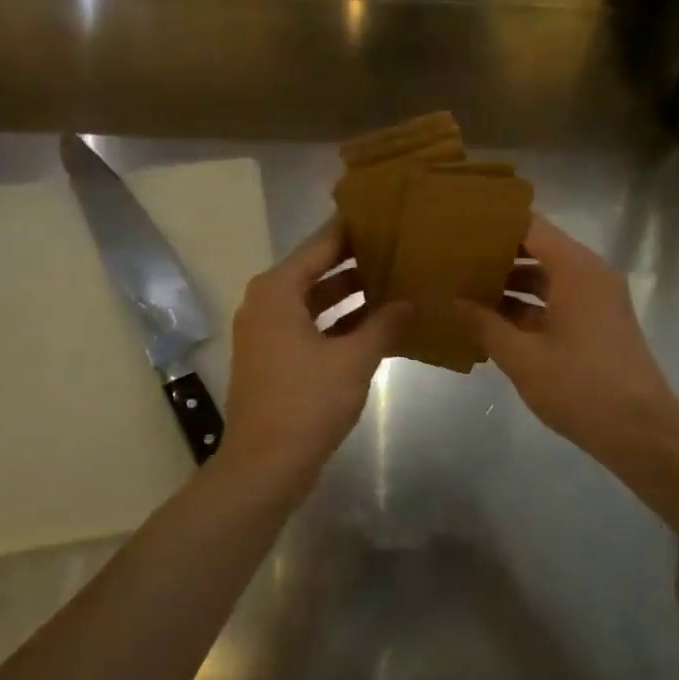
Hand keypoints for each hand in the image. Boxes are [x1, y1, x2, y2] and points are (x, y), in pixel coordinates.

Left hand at [218, 218, 407, 494]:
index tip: (387, 213)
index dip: (354, 229)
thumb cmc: (306, 403)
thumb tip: (414, 300)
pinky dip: (340, 322)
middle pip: (317, 269)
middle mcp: (267, 302)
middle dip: (357, 261)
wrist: (264, 466)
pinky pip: (312, 326)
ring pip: (316, 300)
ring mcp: (268, 332)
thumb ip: (386, 324)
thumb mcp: (354, 359)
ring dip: (351, 294)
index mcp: (277, 291)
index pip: (321, 244)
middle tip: (401, 247)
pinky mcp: (275, 358)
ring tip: (397, 280)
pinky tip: (378, 324)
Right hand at [458, 216, 678, 463]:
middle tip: (451, 258)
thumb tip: (450, 301)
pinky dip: (527, 307)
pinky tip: (490, 321)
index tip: (457, 225)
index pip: (529, 226)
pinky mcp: (596, 324)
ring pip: (546, 278)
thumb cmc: (581, 387)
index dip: (493, 223)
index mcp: (576, 270)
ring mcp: (596, 300)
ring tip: (462, 288)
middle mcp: (590, 275)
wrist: (641, 432)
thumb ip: (483, 324)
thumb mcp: (523, 358)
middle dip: (495, 255)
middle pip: (537, 250)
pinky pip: (556, 301)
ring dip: (509, 284)